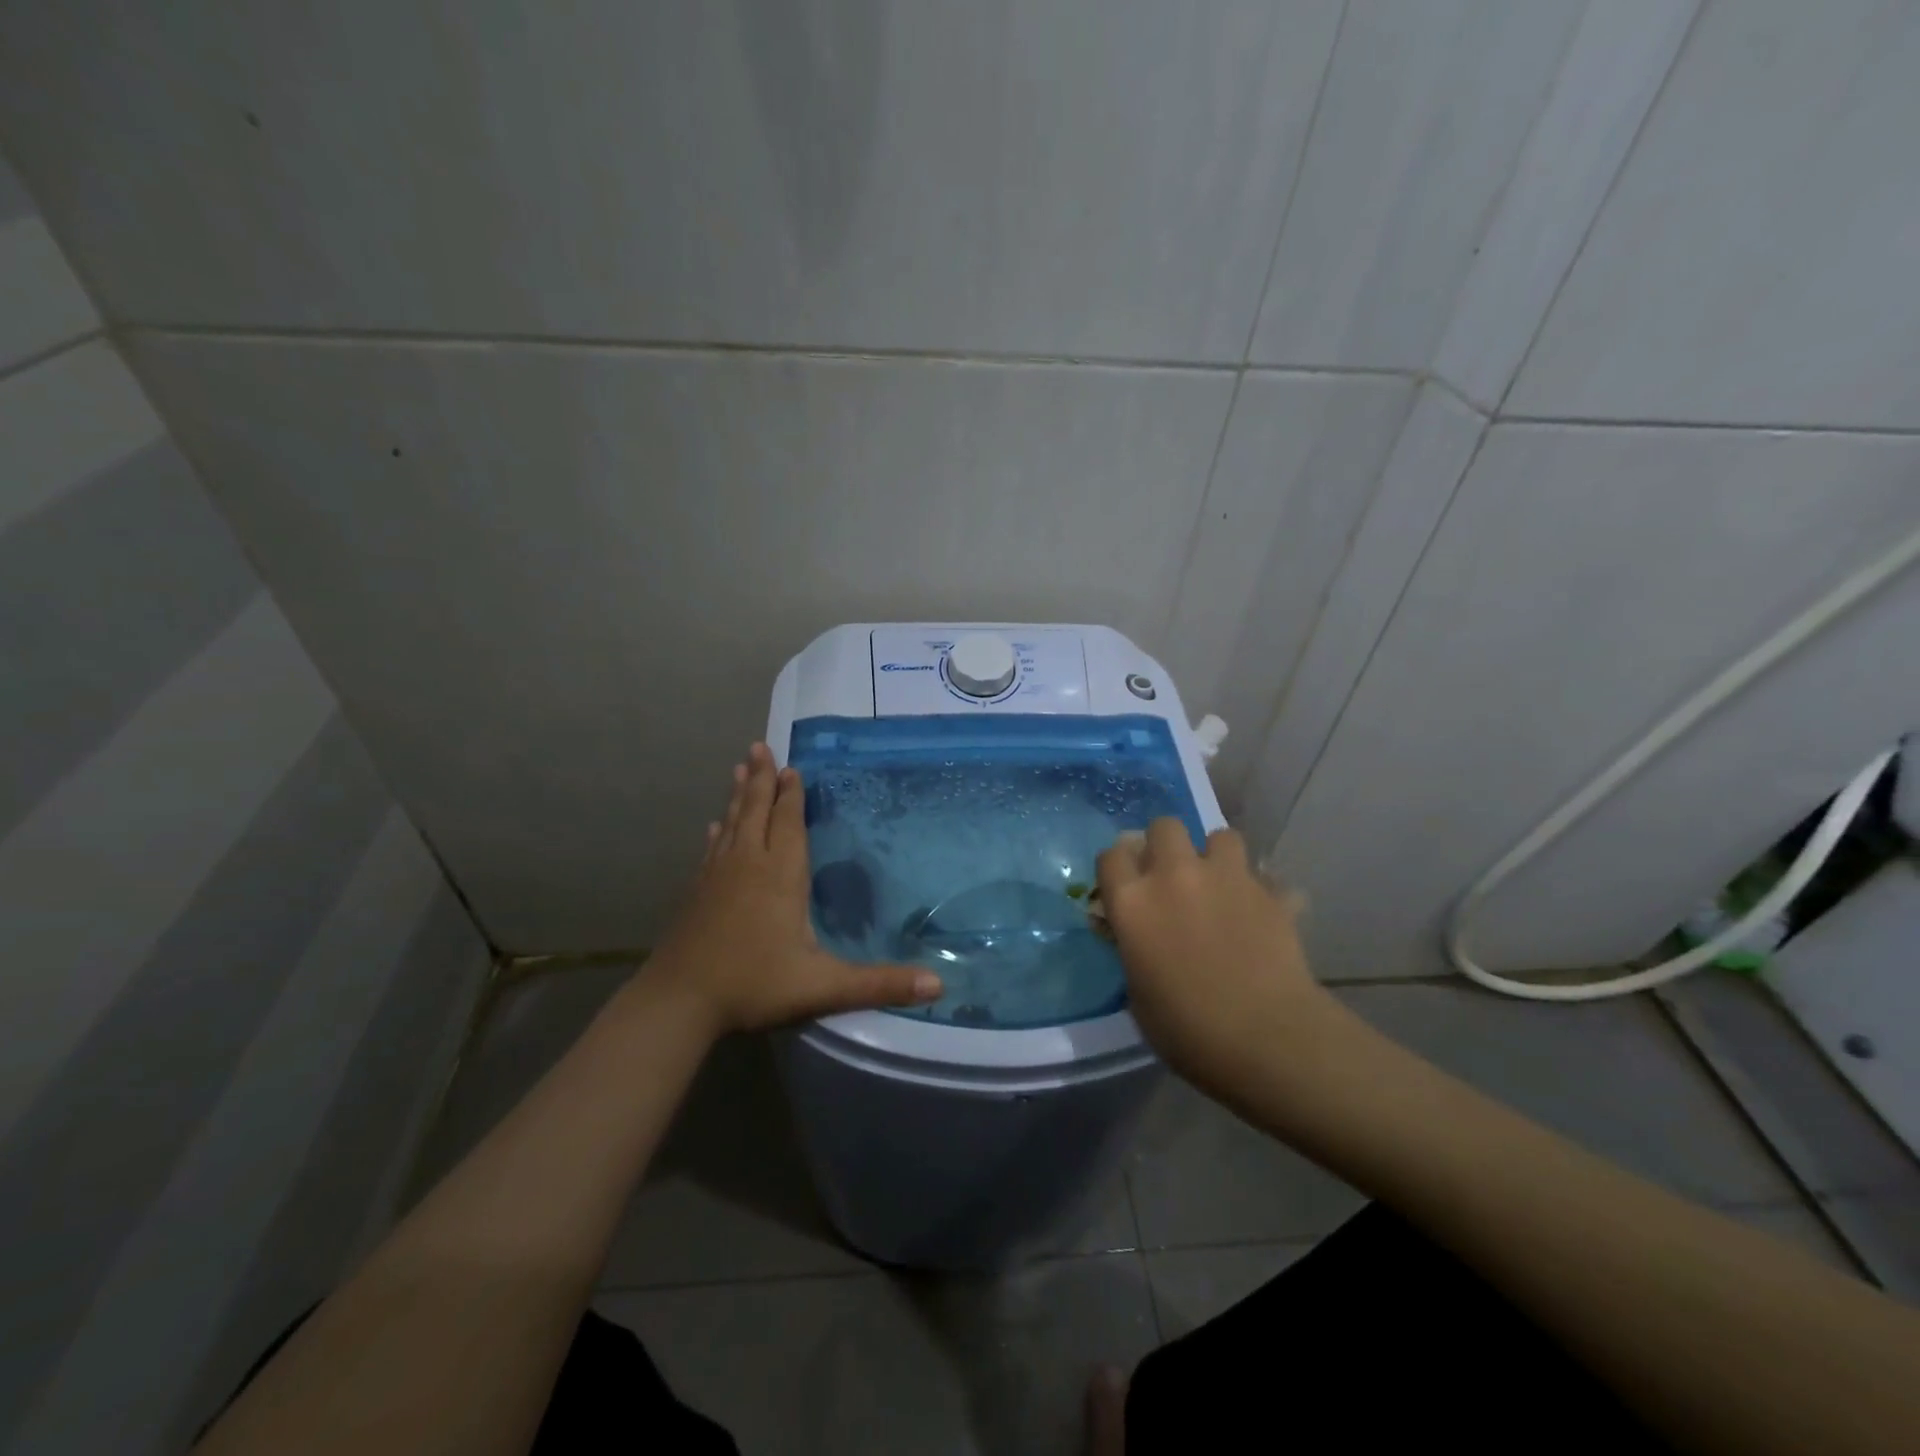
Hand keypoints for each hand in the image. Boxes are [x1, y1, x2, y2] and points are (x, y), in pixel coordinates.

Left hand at [644, 743, 942, 1035]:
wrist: (678, 1003)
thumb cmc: (754, 985)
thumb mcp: (823, 987)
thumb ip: (879, 984)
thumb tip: (938, 985)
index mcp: (780, 876)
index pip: (788, 824)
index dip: (792, 796)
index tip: (793, 767)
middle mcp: (747, 865)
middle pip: (756, 812)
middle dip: (762, 780)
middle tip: (760, 746)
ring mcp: (716, 877)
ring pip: (731, 824)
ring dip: (738, 796)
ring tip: (741, 769)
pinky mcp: (695, 892)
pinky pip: (711, 850)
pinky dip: (717, 832)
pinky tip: (714, 826)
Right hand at [1096, 819, 1334, 1098]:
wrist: (1265, 1037)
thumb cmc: (1187, 1029)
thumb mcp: (1138, 995)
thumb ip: (1132, 950)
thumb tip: (1133, 936)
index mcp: (1133, 902)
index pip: (1111, 856)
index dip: (1118, 868)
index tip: (1124, 886)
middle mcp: (1174, 876)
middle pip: (1164, 826)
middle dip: (1166, 845)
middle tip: (1173, 877)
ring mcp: (1226, 878)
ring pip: (1219, 836)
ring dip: (1216, 856)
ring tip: (1221, 885)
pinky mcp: (1269, 892)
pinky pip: (1262, 875)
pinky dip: (1259, 888)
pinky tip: (1260, 912)